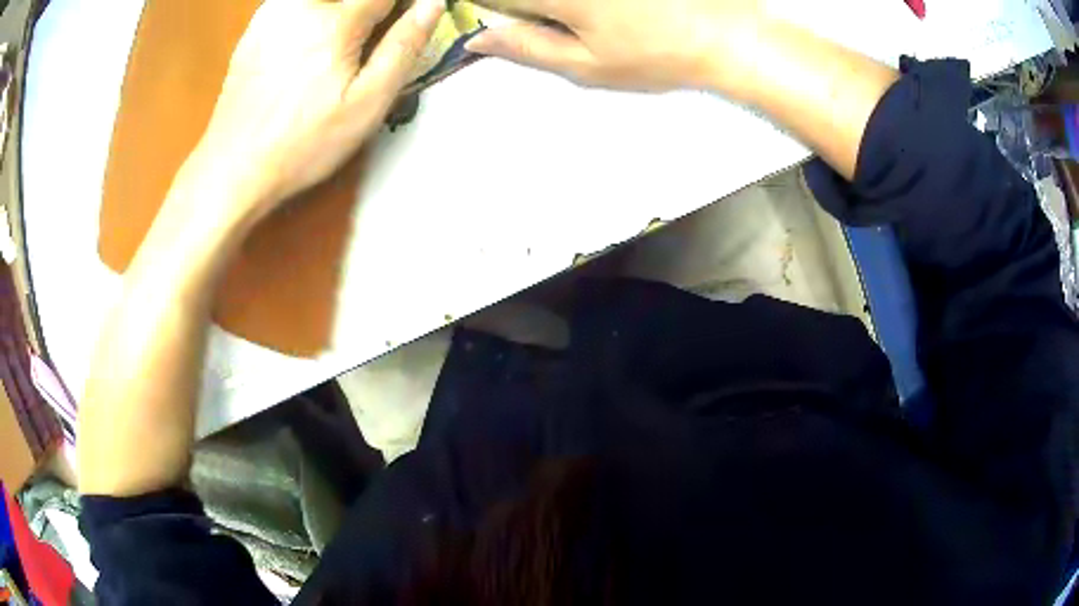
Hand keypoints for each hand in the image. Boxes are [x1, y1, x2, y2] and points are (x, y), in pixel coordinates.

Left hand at [193, 0, 443, 228]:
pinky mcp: (256, 24)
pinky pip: (297, 3)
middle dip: (370, 9)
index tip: (404, 23)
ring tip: (340, 47)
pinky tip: (310, 40)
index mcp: (336, 21)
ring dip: (341, 11)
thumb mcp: (366, 104)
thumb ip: (403, 47)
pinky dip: (314, 13)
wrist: (234, 165)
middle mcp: (303, 5)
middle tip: (368, 40)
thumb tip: (431, 4)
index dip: (403, 5)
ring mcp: (274, 12)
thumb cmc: (303, 143)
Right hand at [464, 0, 764, 96]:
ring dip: (563, 7)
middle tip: (567, 20)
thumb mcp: (587, 66)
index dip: (493, 7)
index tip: (517, 19)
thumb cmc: (659, 56)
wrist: (729, 35)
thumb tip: (478, 39)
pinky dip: (591, 6)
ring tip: (604, 21)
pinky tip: (617, 14)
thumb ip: (526, 47)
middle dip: (530, 7)